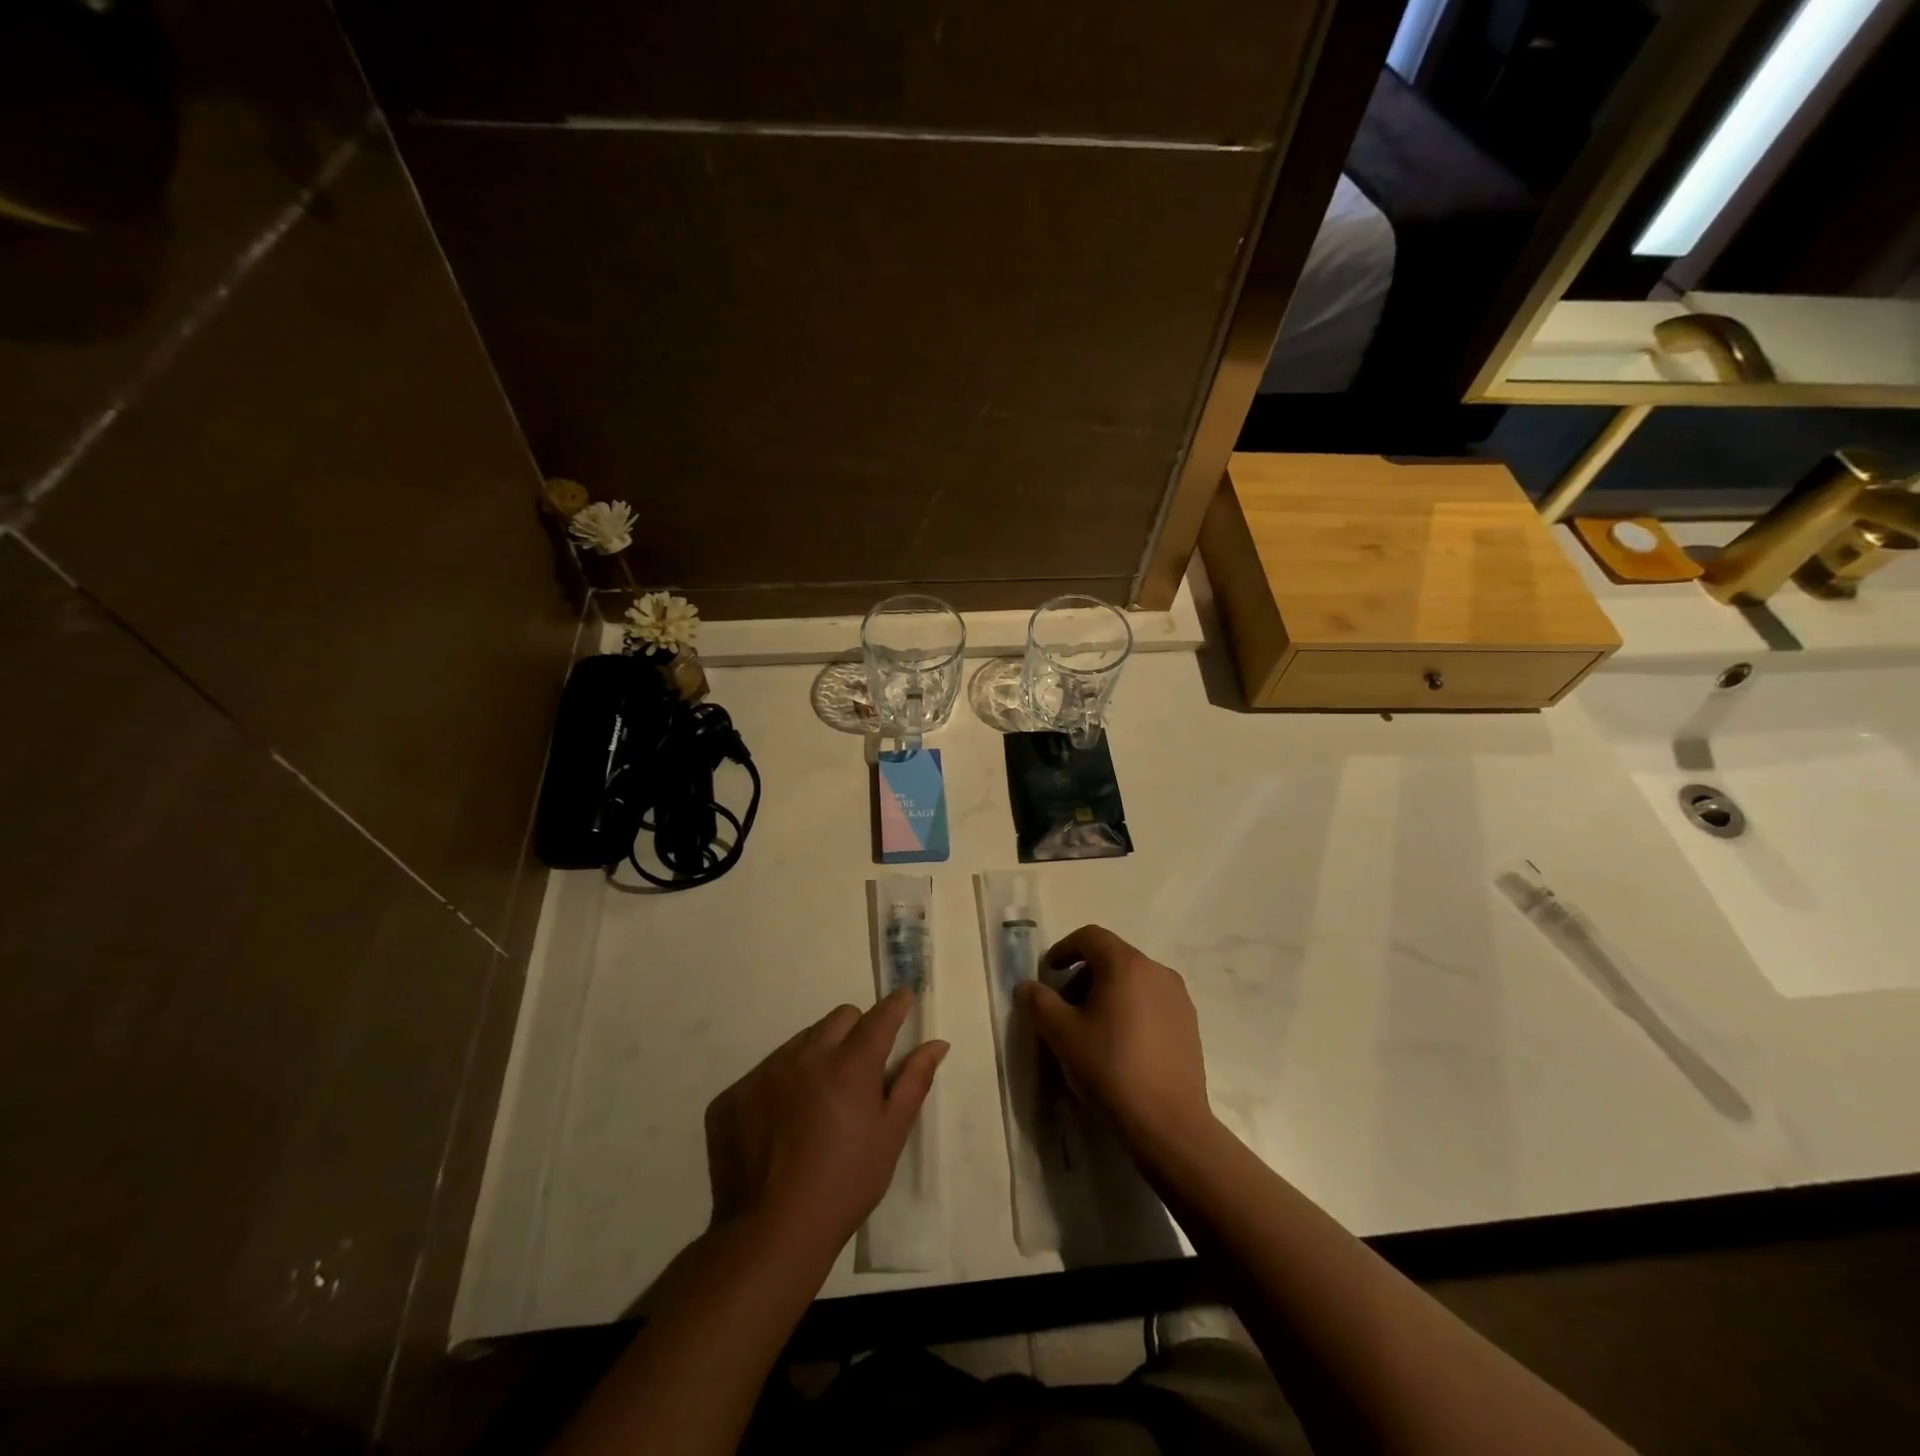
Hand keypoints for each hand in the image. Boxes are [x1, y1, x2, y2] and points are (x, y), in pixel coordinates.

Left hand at [704, 990, 946, 1256]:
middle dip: (855, 1031)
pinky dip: (780, 1085)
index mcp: (850, 1064)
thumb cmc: (844, 1185)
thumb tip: (937, 1044)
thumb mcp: (890, 1136)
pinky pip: (765, 1072)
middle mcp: (806, 1055)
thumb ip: (914, 1082)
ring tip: (817, 1103)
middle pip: (839, 1019)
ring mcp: (765, 1072)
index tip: (902, 1000)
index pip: (879, 1017)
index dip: (895, 1006)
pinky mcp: (734, 1094)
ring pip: (801, 1041)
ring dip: (816, 1056)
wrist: (769, 1234)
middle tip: (859, 1069)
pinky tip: (781, 1124)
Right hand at [1016, 925, 1212, 1150]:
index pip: (1090, 937)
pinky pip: (1152, 1001)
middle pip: (1112, 957)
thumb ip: (1039, 1002)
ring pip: (1134, 980)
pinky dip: (1131, 1009)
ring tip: (1092, 1029)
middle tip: (1065, 1007)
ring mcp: (1178, 998)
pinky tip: (1121, 1045)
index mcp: (1126, 965)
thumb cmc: (1110, 1068)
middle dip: (1083, 975)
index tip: (1049, 973)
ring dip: (1107, 992)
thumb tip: (1026, 987)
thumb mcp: (1062, 1034)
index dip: (1064, 949)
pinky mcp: (1189, 1024)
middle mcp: (1157, 971)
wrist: (1168, 1123)